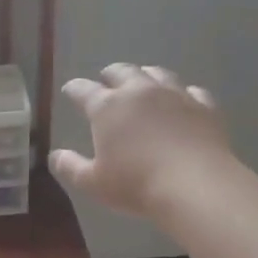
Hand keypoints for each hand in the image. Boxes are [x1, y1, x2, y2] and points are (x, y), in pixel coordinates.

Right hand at [50, 64, 235, 221]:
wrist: (195, 185)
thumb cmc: (137, 185)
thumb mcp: (94, 183)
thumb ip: (70, 167)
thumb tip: (54, 155)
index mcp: (107, 106)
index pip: (83, 90)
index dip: (74, 89)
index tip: (69, 91)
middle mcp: (139, 91)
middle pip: (121, 71)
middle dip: (110, 75)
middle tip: (106, 81)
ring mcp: (174, 94)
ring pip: (156, 73)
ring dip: (145, 75)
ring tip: (143, 82)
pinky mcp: (203, 106)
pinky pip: (191, 90)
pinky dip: (183, 93)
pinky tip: (183, 100)